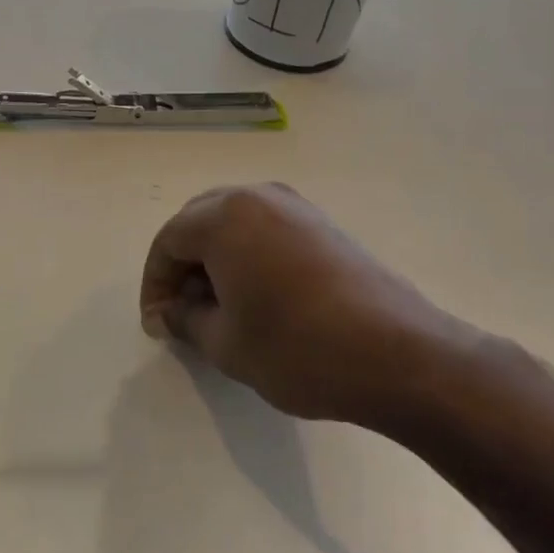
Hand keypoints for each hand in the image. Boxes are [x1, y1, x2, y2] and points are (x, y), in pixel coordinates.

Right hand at [139, 183, 482, 427]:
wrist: (398, 355)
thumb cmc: (297, 348)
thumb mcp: (225, 343)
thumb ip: (186, 319)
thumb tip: (170, 311)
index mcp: (225, 216)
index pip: (168, 241)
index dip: (155, 284)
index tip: (159, 324)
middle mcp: (258, 197)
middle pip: (198, 221)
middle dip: (182, 265)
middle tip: (182, 310)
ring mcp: (296, 207)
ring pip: (234, 222)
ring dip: (215, 258)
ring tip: (218, 305)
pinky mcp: (323, 225)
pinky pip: (266, 229)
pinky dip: (247, 255)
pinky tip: (257, 295)